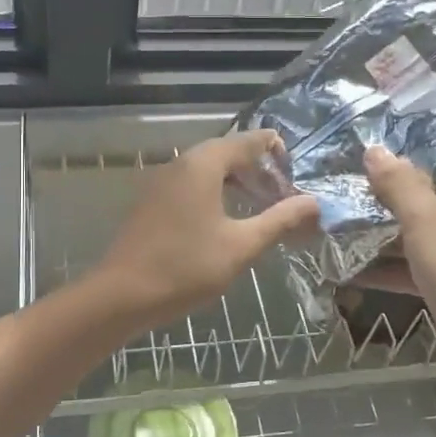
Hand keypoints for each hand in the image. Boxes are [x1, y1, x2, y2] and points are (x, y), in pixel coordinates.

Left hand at [92, 131, 318, 332]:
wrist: (121, 295)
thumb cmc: (186, 267)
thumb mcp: (241, 246)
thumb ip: (279, 220)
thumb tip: (314, 202)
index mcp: (203, 165)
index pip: (249, 140)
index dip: (277, 152)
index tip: (296, 178)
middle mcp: (180, 163)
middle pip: (227, 153)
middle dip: (258, 171)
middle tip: (282, 198)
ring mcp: (161, 182)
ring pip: (207, 170)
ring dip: (236, 184)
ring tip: (259, 210)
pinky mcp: (151, 202)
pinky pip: (190, 186)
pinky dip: (214, 194)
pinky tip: (225, 223)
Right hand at [360, 145, 435, 384]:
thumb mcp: (424, 217)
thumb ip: (397, 183)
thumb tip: (374, 150)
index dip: (403, 160)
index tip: (364, 156)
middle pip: (423, 200)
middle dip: (382, 200)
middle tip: (342, 190)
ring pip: (414, 236)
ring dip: (378, 235)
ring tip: (335, 225)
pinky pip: (411, 268)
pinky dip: (385, 267)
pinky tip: (345, 268)